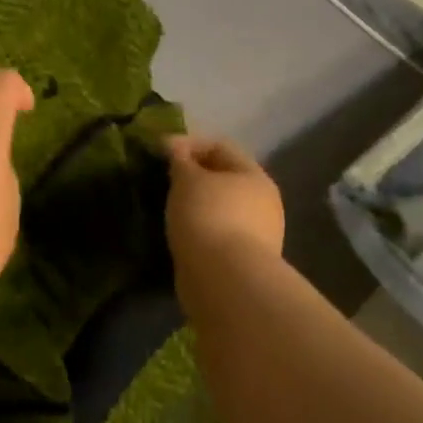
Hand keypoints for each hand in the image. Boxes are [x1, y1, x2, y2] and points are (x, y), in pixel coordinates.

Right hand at [164, 136, 285, 275]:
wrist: (224, 280)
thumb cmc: (207, 216)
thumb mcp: (186, 179)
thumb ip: (180, 159)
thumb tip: (175, 147)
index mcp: (254, 176)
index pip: (220, 146)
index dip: (188, 143)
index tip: (159, 151)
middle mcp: (262, 202)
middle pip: (223, 177)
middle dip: (192, 175)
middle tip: (162, 178)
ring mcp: (257, 234)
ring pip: (219, 207)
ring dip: (194, 203)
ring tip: (166, 206)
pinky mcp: (243, 260)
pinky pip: (216, 232)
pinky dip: (197, 227)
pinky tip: (179, 231)